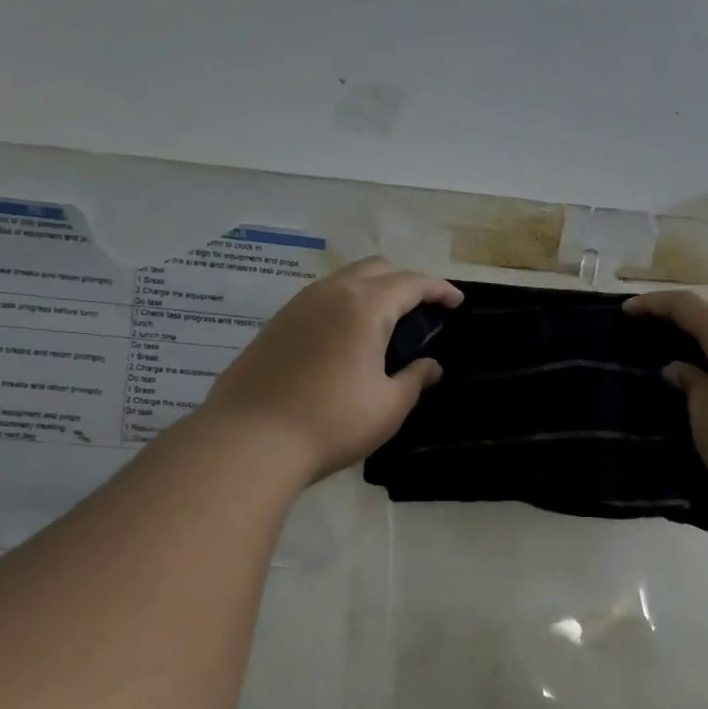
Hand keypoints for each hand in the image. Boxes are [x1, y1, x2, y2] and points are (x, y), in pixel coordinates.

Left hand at [197, 258, 462, 482]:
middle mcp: (331, 293)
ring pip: (344, 280)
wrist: (250, 440)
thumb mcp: (388, 407)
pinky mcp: (276, 324)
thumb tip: (430, 366)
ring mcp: (298, 305)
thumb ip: (415, 379)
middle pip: (377, 269)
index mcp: (365, 306)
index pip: (411, 283)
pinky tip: (347, 337)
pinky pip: (321, 299)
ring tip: (387, 322)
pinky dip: (345, 304)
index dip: (439, 290)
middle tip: (423, 309)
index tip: (457, 302)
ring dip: (373, 290)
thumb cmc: (331, 422)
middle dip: (406, 281)